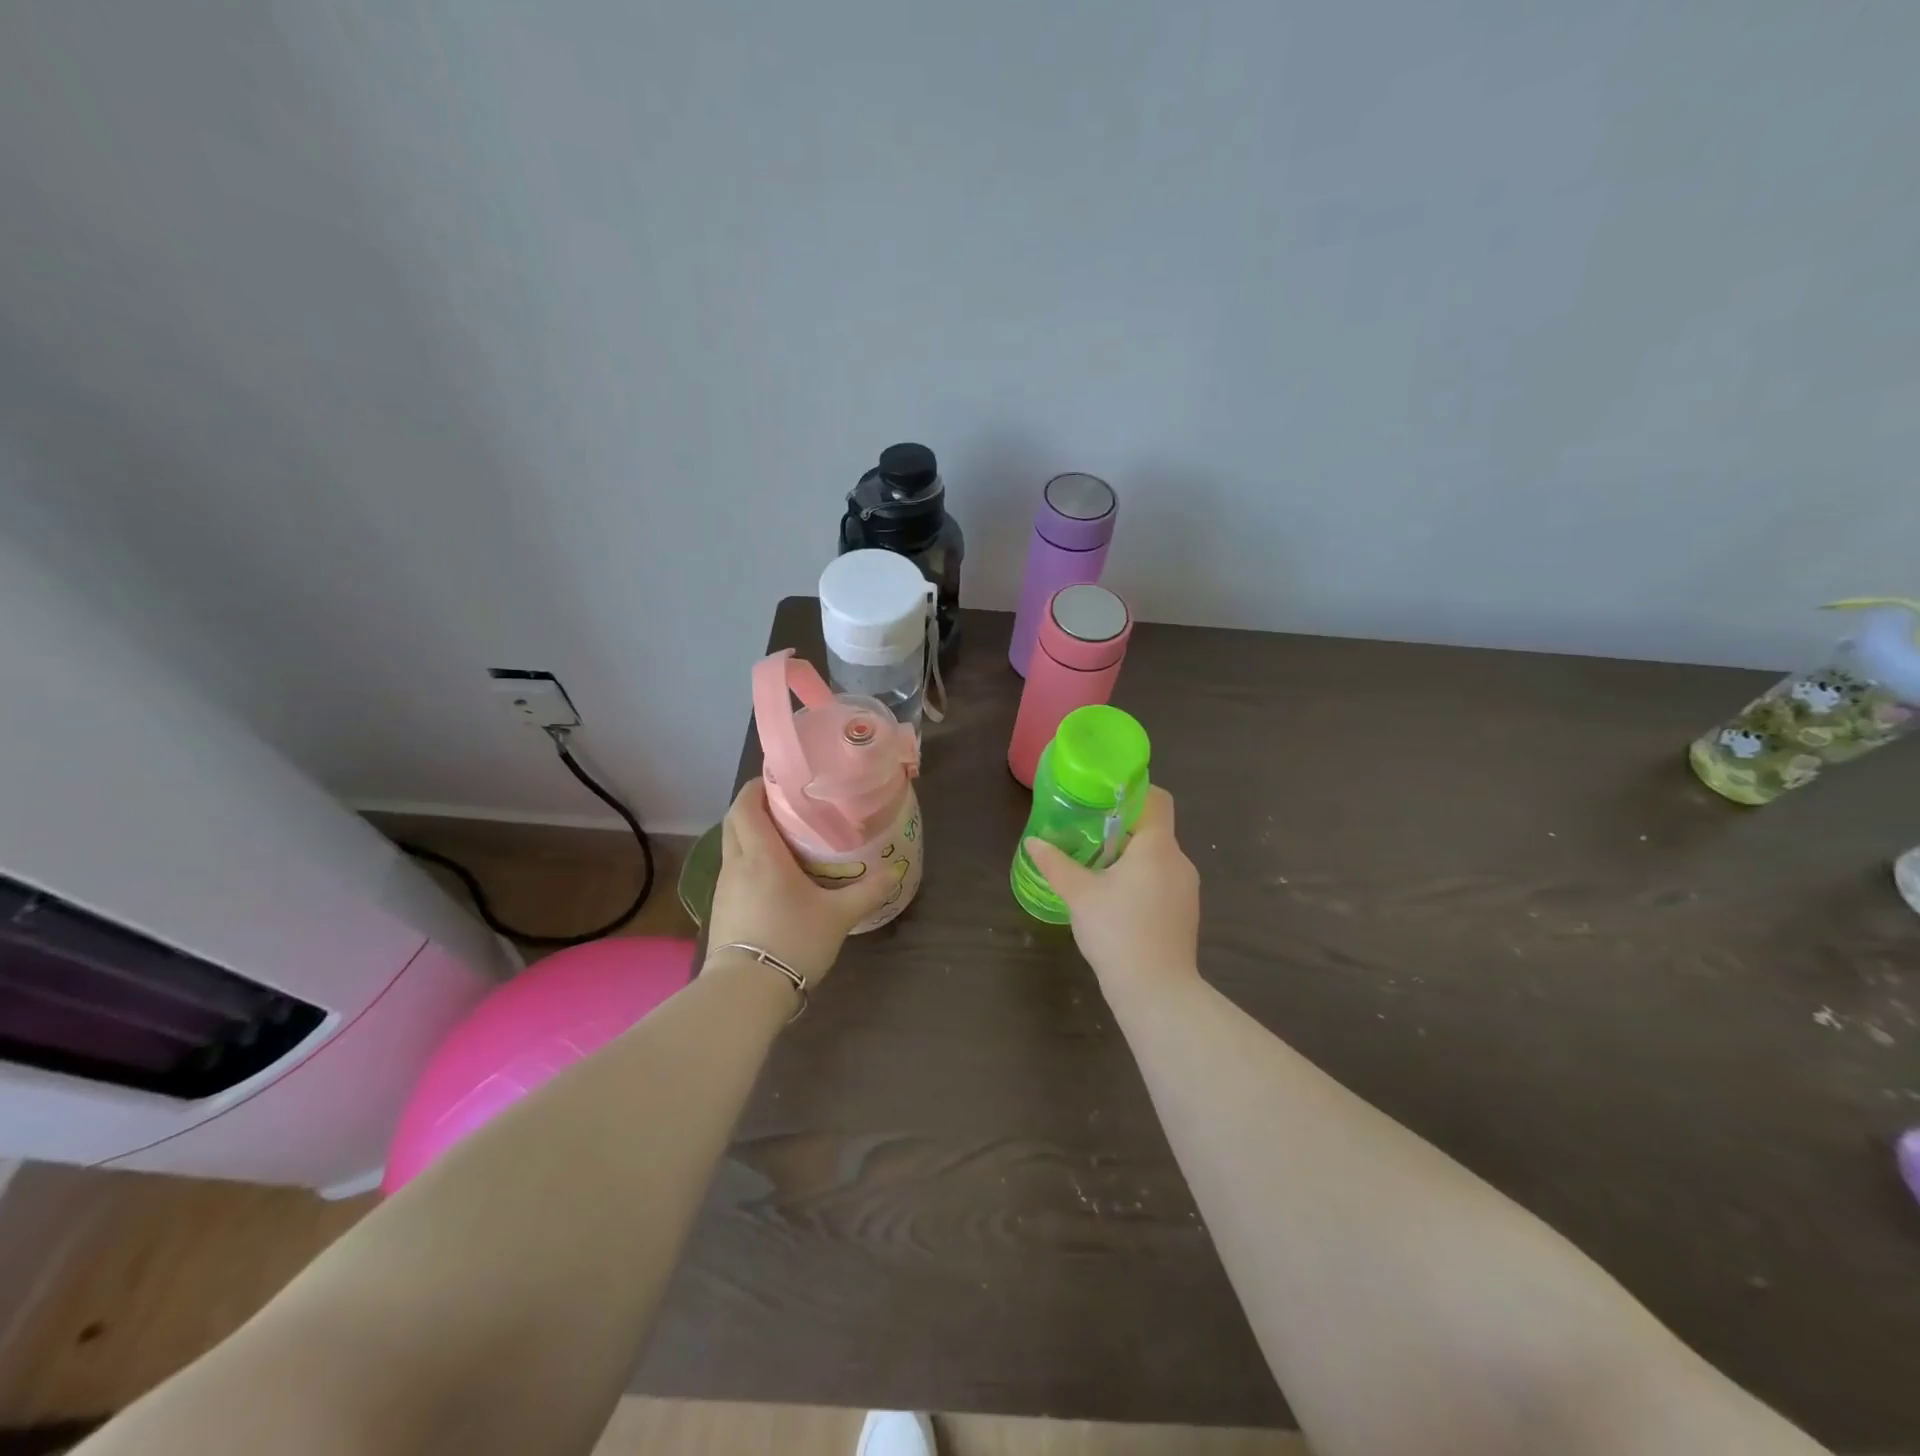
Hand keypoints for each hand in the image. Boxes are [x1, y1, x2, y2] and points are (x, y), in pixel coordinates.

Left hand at [706, 778, 895, 982]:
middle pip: (734, 820)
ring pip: (732, 846)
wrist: (745, 992)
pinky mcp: (721, 909)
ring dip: (752, 834)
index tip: (781, 780)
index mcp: (761, 855)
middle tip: (788, 806)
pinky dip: (749, 861)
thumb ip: (867, 892)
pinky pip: (734, 870)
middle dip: (755, 806)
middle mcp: (736, 864)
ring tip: (785, 839)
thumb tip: (895, 871)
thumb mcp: (838, 916)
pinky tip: (774, 877)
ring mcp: (724, 888)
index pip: (746, 805)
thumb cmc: (792, 941)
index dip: (758, 786)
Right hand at [1024, 787, 1200, 999]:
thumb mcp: (1079, 894)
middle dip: (1122, 827)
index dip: (1132, 792)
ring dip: (1130, 855)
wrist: (1156, 991)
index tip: (1102, 798)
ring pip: (1158, 856)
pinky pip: (1162, 880)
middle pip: (1154, 828)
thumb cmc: (1118, 932)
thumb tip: (1034, 842)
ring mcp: (1186, 889)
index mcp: (1158, 847)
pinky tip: (1115, 897)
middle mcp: (1179, 861)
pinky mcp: (1184, 912)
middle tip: (1087, 831)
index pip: (1156, 799)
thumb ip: (1056, 864)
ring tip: (1097, 865)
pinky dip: (1141, 878)